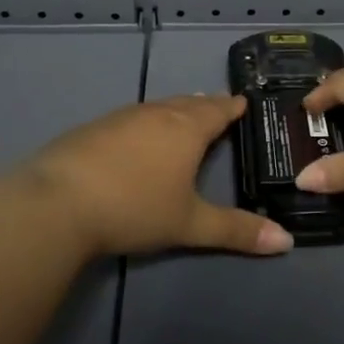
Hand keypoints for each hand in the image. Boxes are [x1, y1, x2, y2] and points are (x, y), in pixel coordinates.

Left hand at [15, 95, 292, 258]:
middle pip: (188, 103)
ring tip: (184, 114)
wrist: (57, 201)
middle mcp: (157, 114)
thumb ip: (236, 230)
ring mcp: (122, 118)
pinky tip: (138, 134)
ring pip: (158, 107)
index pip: (218, 110)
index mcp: (186, 128)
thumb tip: (286, 241)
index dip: (232, 107)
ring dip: (175, 110)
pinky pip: (132, 117)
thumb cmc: (134, 207)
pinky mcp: (93, 128)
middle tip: (218, 106)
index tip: (243, 102)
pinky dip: (147, 121)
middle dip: (205, 105)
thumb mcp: (190, 223)